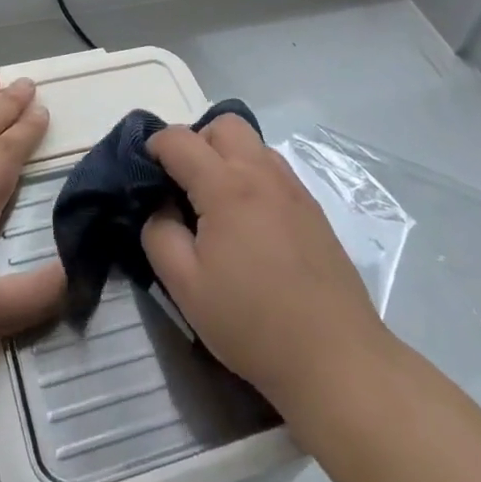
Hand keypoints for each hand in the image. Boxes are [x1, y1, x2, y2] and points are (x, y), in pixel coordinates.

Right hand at [142, 115, 389, 414]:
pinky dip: (251, 176)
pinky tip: (249, 225)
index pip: (179, 139)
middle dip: (195, 142)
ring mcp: (293, 188)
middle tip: (183, 186)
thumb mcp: (185, 286)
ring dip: (226, 157)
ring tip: (216, 206)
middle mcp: (262, 172)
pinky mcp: (313, 208)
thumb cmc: (252, 323)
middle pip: (223, 124)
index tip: (145, 177)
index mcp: (226, 185)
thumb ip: (159, 234)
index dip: (153, 148)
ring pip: (252, 143)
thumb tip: (160, 206)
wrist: (336, 358)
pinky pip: (273, 169)